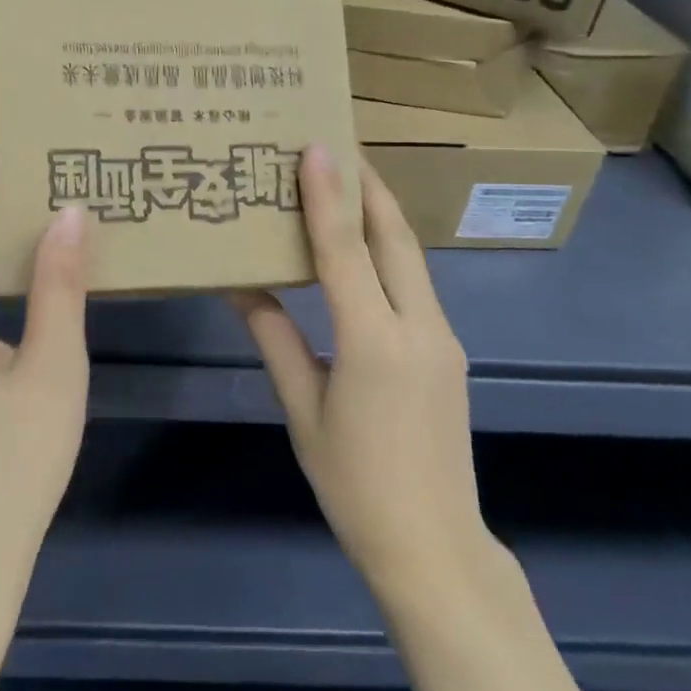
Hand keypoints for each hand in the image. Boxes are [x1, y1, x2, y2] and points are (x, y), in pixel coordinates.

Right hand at [233, 148, 491, 604]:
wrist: (434, 545)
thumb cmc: (354, 482)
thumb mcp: (303, 409)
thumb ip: (276, 340)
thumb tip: (242, 287)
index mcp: (373, 343)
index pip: (346, 252)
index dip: (328, 196)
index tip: (317, 146)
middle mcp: (418, 328)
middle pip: (395, 239)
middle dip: (369, 187)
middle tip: (339, 147)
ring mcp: (442, 339)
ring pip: (411, 259)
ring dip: (381, 217)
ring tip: (348, 186)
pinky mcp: (448, 352)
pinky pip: (415, 286)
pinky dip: (388, 255)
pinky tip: (364, 252)